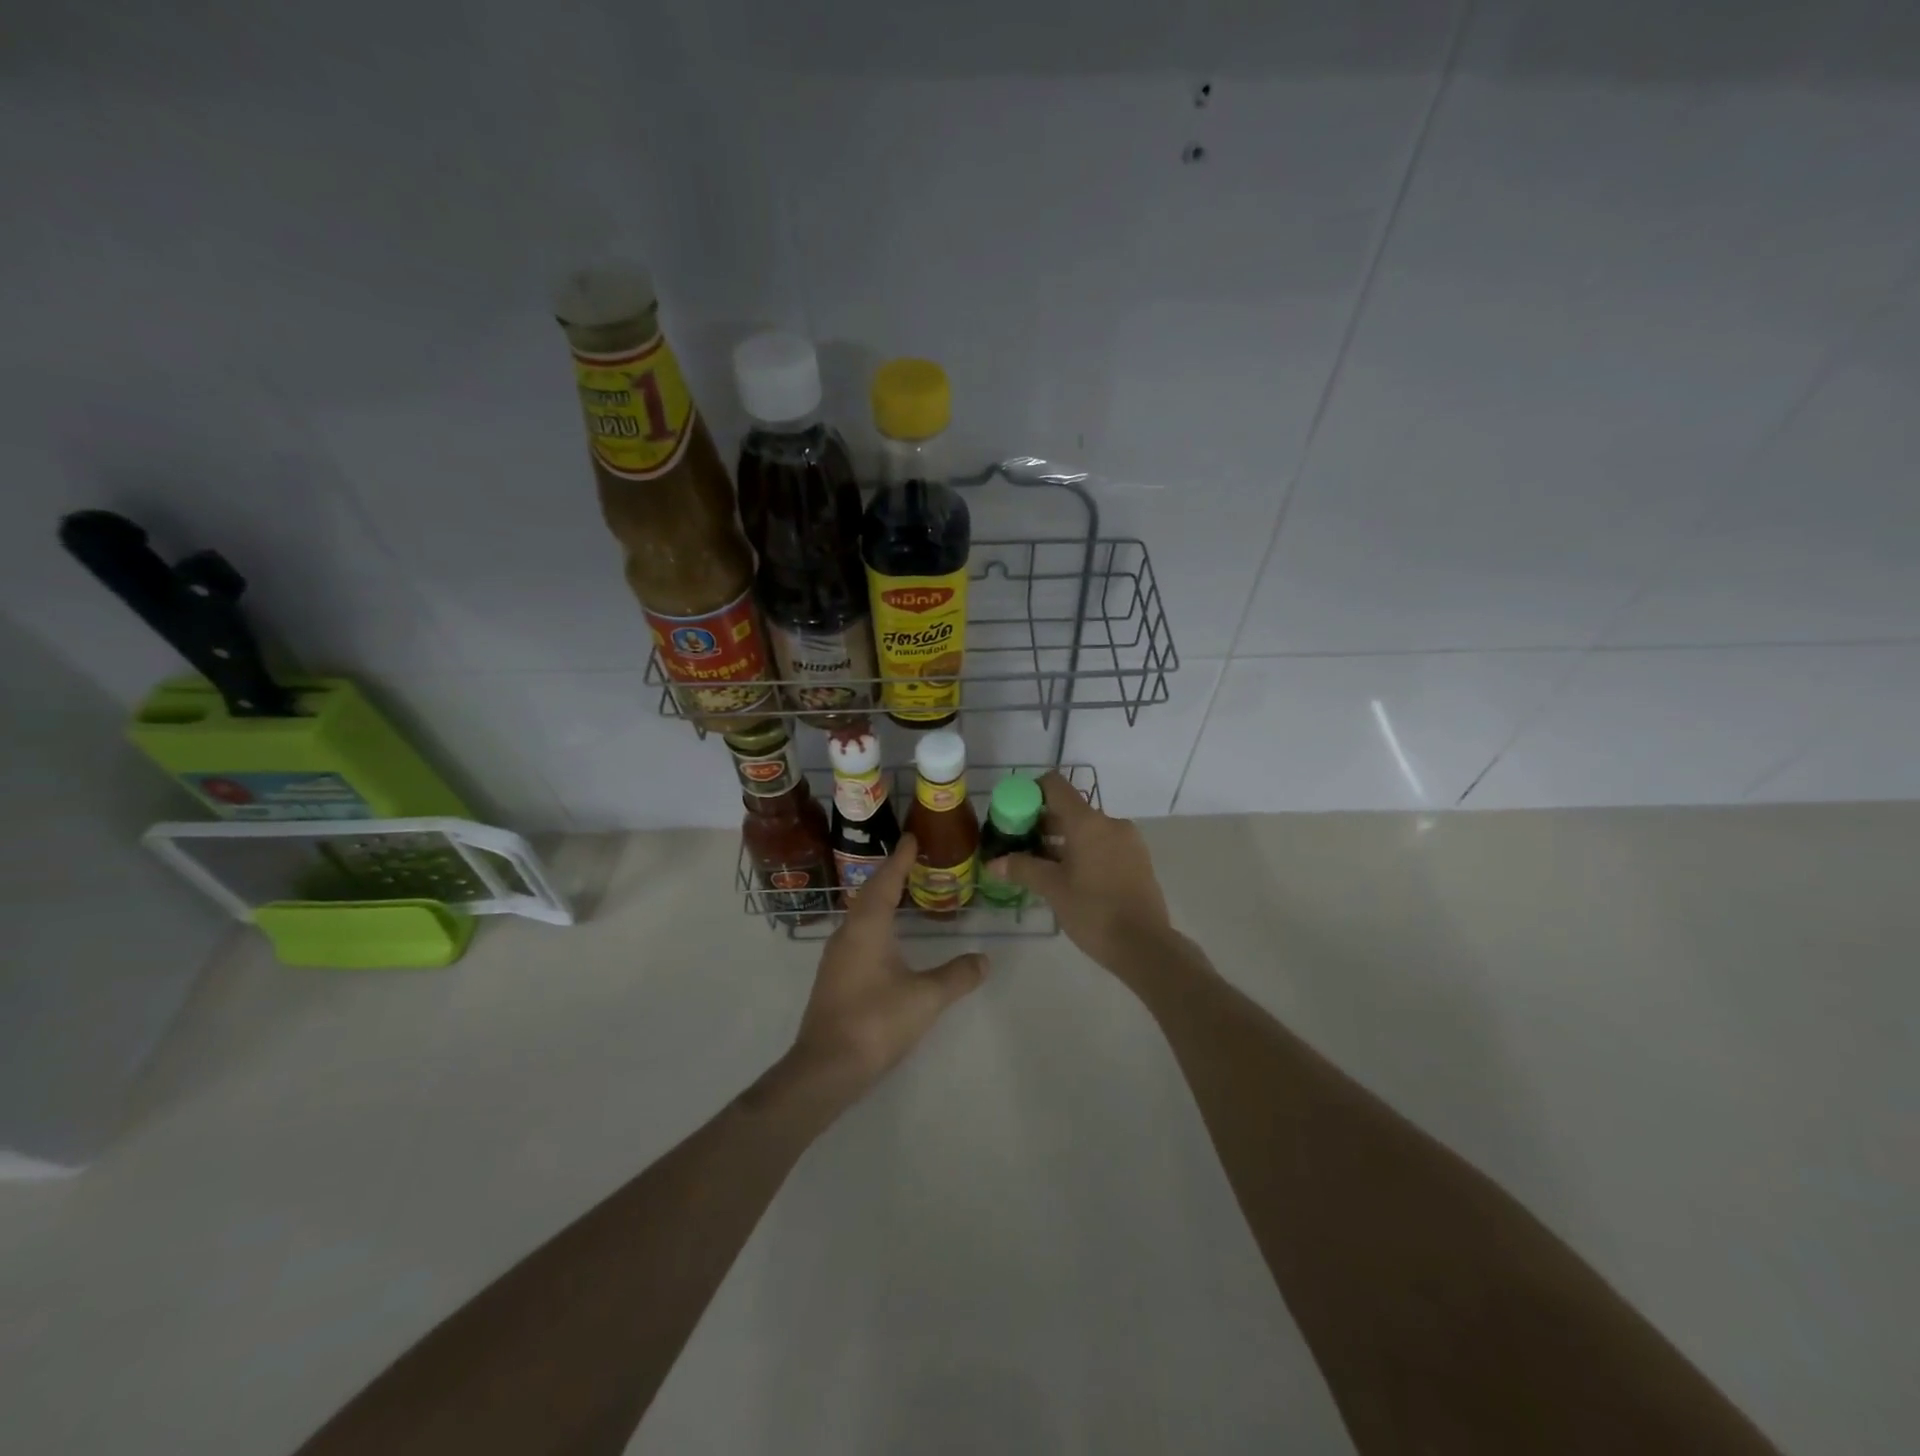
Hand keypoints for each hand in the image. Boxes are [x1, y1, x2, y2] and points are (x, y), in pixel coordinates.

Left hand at [788, 834, 987, 1097]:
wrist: (827, 1067)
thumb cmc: (876, 1021)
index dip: (900, 859)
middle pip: (869, 893)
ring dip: (880, 897)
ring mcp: (837, 956)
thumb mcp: (926, 998)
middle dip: (890, 874)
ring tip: (902, 891)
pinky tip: (886, 935)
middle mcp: (848, 933)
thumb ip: (957, 976)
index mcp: (867, 927)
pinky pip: (857, 933)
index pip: (886, 881)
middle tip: (911, 859)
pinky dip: (874, 921)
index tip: (911, 837)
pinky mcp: (835, 976)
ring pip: (860, 914)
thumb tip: (985, 959)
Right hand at [987, 771, 1171, 975]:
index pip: (1055, 785)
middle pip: (1070, 809)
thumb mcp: (1052, 889)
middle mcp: (1110, 822)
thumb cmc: (1093, 911)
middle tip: (1020, 846)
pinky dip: (1083, 852)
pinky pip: (1103, 844)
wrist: (1145, 946)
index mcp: (1088, 822)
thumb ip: (1022, 869)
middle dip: (1042, 824)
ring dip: (1062, 841)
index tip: (1013, 813)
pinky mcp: (1137, 860)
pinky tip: (1069, 877)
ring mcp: (1128, 840)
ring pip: (1087, 829)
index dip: (1031, 792)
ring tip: (1040, 866)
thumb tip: (993, 862)